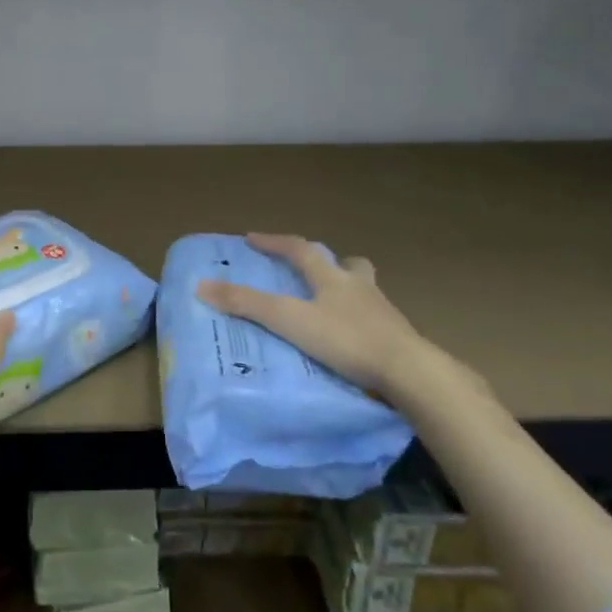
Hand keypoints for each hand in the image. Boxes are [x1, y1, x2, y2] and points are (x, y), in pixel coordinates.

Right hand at [196, 232, 442, 399]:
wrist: (410, 373)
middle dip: (329, 263)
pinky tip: (352, 342)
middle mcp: (360, 287)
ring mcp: (384, 313)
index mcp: (332, 277)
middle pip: (347, 264)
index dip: (275, 242)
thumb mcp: (289, 320)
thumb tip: (201, 285)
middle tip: (312, 270)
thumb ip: (247, 304)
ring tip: (333, 308)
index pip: (300, 249)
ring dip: (349, 292)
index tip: (252, 238)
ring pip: (365, 291)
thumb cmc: (347, 339)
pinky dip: (361, 324)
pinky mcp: (398, 340)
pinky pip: (376, 322)